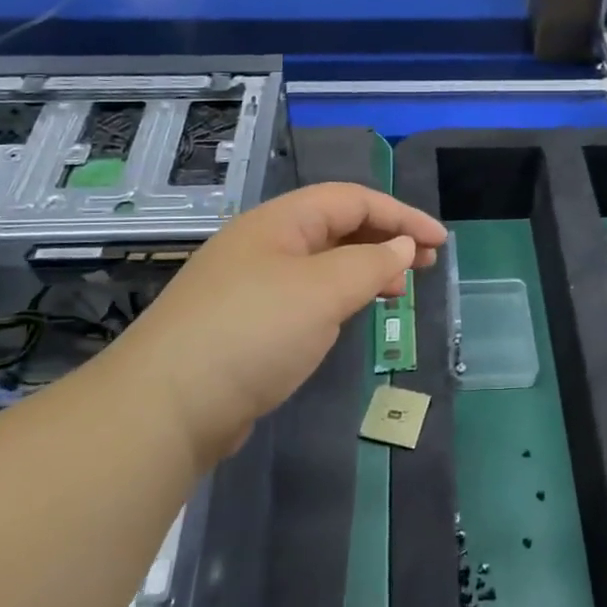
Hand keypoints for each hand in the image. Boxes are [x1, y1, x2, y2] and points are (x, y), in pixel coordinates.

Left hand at [113, 183, 446, 464]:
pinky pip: (306, 295)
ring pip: (322, 263)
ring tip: (399, 289)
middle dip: (385, 239)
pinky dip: (339, 298)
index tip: (440, 241)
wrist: (167, 406)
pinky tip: (352, 315)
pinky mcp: (246, 324)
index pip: (351, 200)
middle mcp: (264, 245)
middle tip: (427, 263)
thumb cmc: (253, 333)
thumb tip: (402, 247)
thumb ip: (370, 263)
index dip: (400, 214)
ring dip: (364, 269)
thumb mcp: (323, 291)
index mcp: (279, 222)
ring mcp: (251, 285)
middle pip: (336, 226)